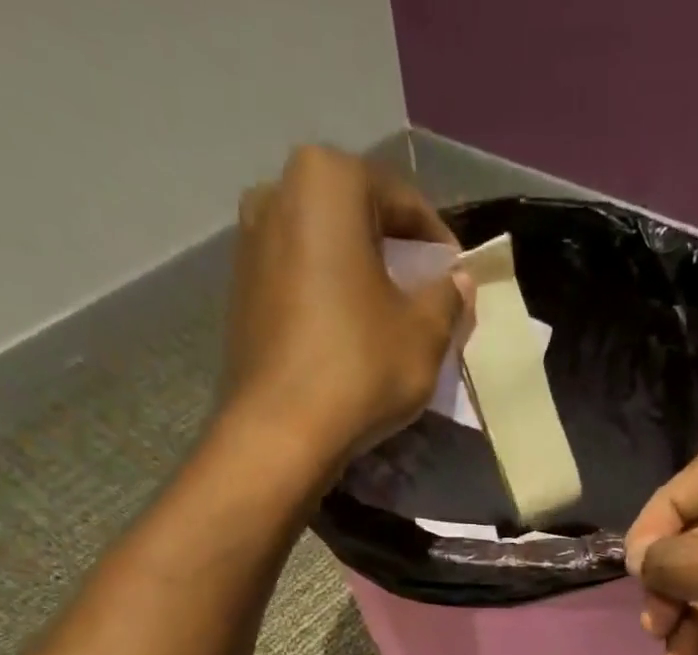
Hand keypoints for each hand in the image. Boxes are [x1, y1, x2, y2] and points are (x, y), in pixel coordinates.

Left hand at [222, 146, 468, 472]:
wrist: (281, 431)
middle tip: (426, 300)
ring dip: (362, 278)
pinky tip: (351, 338)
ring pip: (327, 250)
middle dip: (396, 257)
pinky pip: (300, 280)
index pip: (403, 201)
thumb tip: (458, 280)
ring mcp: (249, 241)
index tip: (458, 282)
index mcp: (327, 180)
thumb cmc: (360, 367)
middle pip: (359, 219)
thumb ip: (449, 296)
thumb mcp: (426, 333)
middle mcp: (277, 192)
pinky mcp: (240, 290)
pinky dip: (330, 298)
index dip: (439, 244)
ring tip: (390, 322)